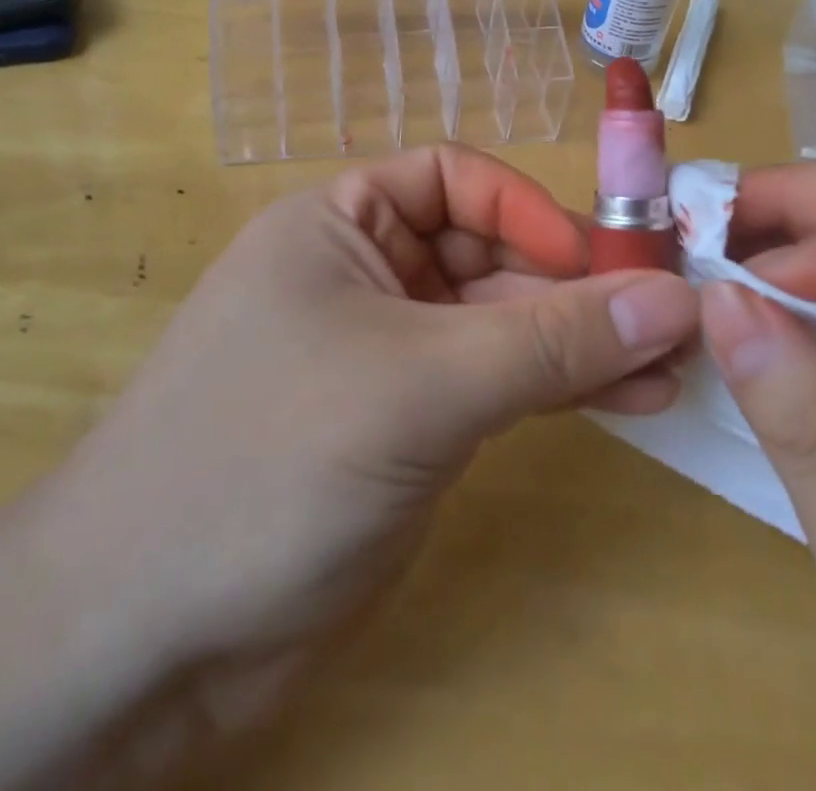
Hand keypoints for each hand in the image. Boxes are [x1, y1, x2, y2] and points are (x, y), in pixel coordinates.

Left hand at [37, 145, 700, 771]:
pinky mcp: (407, 424)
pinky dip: (557, 388)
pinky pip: (497, 384)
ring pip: (503, 324)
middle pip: (491, 253)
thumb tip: (674, 296)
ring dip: (581, 341)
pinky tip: (627, 400)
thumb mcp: (421, 383)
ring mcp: (389, 352)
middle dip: (576, 284)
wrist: (140, 635)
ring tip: (668, 367)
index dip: (532, 211)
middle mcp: (366, 272)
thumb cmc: (268, 460)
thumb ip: (551, 341)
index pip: (457, 180)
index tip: (605, 261)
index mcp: (341, 222)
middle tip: (671, 320)